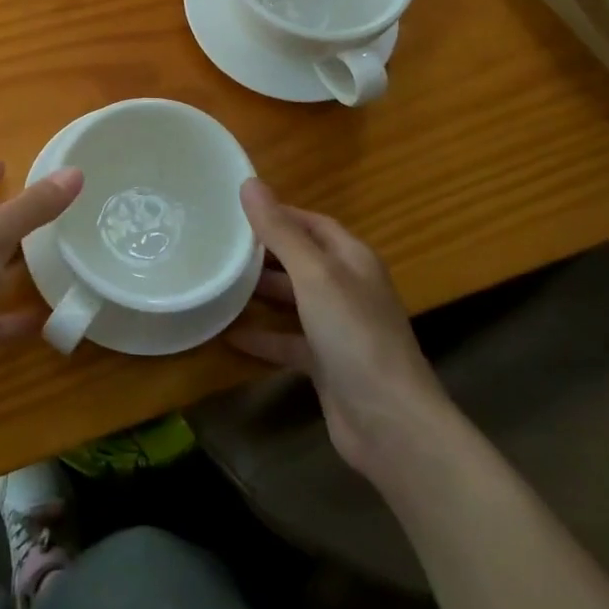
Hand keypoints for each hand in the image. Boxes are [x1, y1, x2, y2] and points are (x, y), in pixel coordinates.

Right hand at [230, 179, 454, 481]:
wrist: (391, 425)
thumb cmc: (354, 335)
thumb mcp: (314, 275)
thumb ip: (280, 231)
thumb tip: (250, 183)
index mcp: (352, 259)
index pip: (312, 222)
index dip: (277, 213)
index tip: (234, 209)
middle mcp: (348, 288)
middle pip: (300, 259)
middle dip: (262, 251)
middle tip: (217, 243)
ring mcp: (338, 328)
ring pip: (292, 299)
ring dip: (258, 292)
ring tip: (216, 281)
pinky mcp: (326, 363)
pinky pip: (287, 340)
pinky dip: (261, 336)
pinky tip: (226, 334)